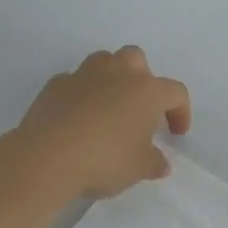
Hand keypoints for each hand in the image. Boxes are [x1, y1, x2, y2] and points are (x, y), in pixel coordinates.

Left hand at [9, 47, 191, 201]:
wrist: (47, 157)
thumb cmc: (104, 160)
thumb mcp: (138, 169)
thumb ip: (154, 163)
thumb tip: (161, 162)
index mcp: (146, 91)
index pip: (175, 92)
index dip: (181, 111)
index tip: (176, 133)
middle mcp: (118, 74)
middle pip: (137, 59)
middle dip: (142, 78)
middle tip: (139, 108)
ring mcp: (84, 75)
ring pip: (104, 61)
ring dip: (110, 78)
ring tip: (107, 106)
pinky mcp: (56, 84)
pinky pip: (74, 81)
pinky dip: (80, 93)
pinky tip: (76, 117)